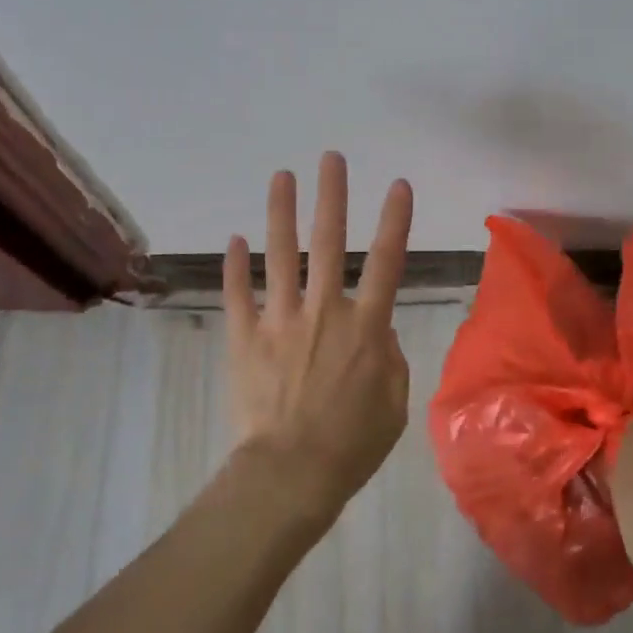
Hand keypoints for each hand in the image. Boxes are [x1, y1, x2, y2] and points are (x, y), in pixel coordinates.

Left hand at [224, 152, 414, 527]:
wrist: (291, 473)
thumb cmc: (352, 444)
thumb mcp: (394, 404)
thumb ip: (389, 358)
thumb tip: (377, 332)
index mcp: (366, 326)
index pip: (388, 261)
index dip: (395, 220)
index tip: (398, 185)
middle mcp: (324, 310)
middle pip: (330, 242)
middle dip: (332, 196)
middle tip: (330, 158)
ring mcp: (281, 320)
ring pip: (281, 255)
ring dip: (282, 212)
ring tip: (281, 176)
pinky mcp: (246, 337)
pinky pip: (238, 293)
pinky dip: (235, 266)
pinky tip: (234, 239)